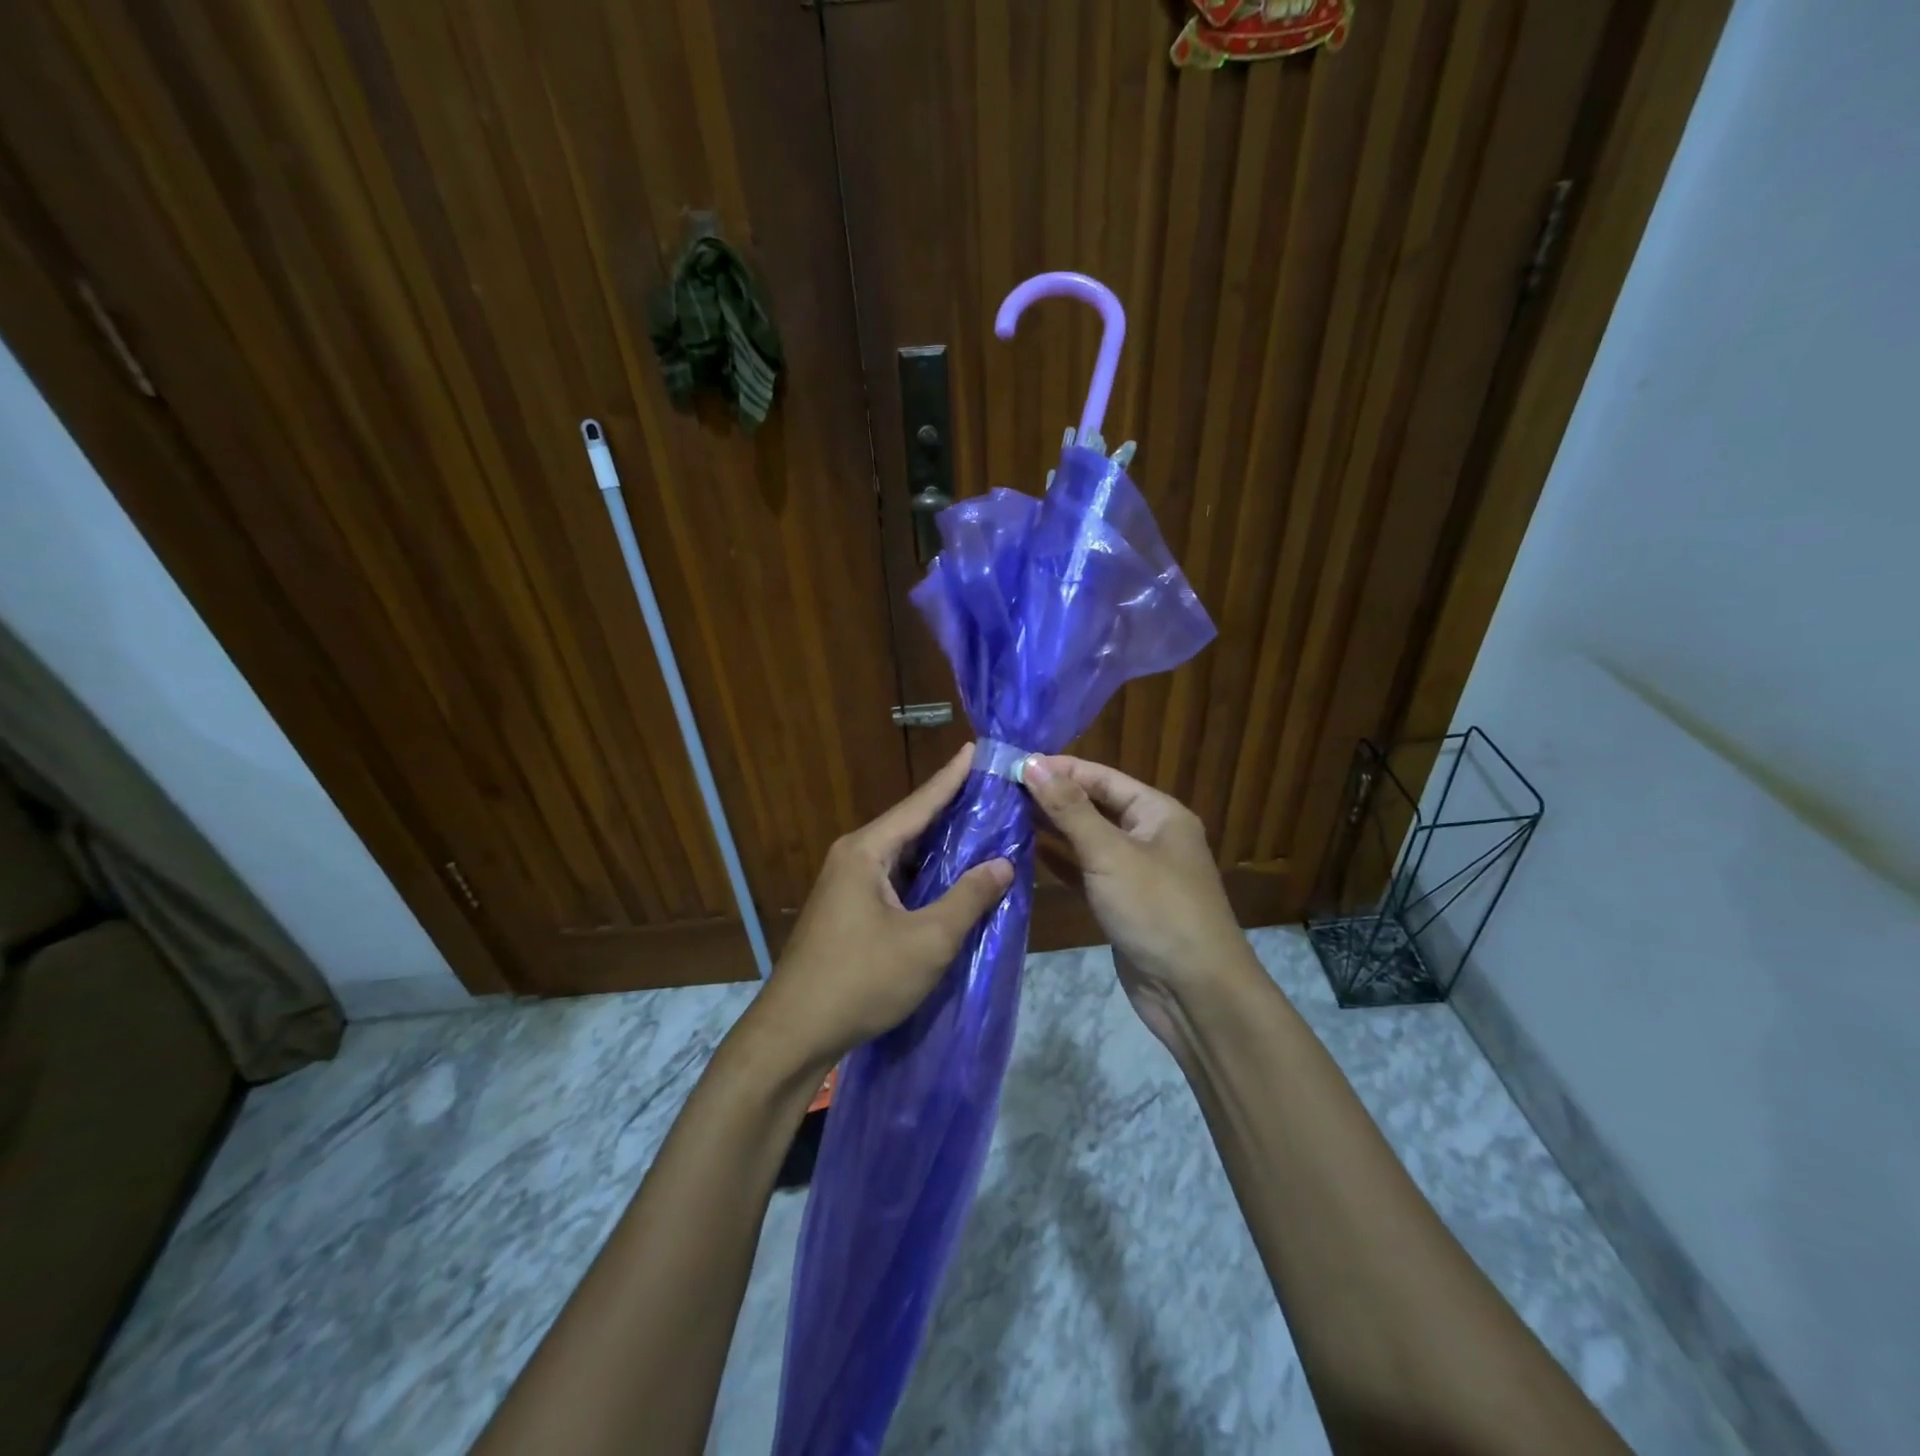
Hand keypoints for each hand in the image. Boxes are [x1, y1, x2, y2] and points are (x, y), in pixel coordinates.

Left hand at [748, 744, 1013, 1071]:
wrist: (794, 1033)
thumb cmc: (862, 980)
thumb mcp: (927, 941)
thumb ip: (968, 898)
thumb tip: (1003, 863)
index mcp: (866, 851)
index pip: (919, 803)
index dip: (952, 777)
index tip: (976, 748)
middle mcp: (852, 857)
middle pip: (909, 824)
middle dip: (950, 809)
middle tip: (992, 791)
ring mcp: (845, 884)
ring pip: (901, 854)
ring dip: (938, 845)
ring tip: (981, 828)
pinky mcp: (846, 910)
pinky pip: (893, 877)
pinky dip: (923, 873)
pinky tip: (948, 878)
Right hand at [1024, 755, 1256, 1054]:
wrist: (1195, 991)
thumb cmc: (1156, 909)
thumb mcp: (1110, 853)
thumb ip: (1069, 808)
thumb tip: (1032, 763)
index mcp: (1158, 813)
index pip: (1102, 777)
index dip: (1060, 768)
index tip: (1014, 763)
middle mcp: (1149, 836)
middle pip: (1095, 805)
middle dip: (1053, 797)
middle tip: (1002, 788)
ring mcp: (1136, 872)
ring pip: (1088, 840)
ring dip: (1052, 828)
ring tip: (1006, 814)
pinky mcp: (1121, 904)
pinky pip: (1086, 872)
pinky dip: (1060, 862)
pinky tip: (1027, 853)